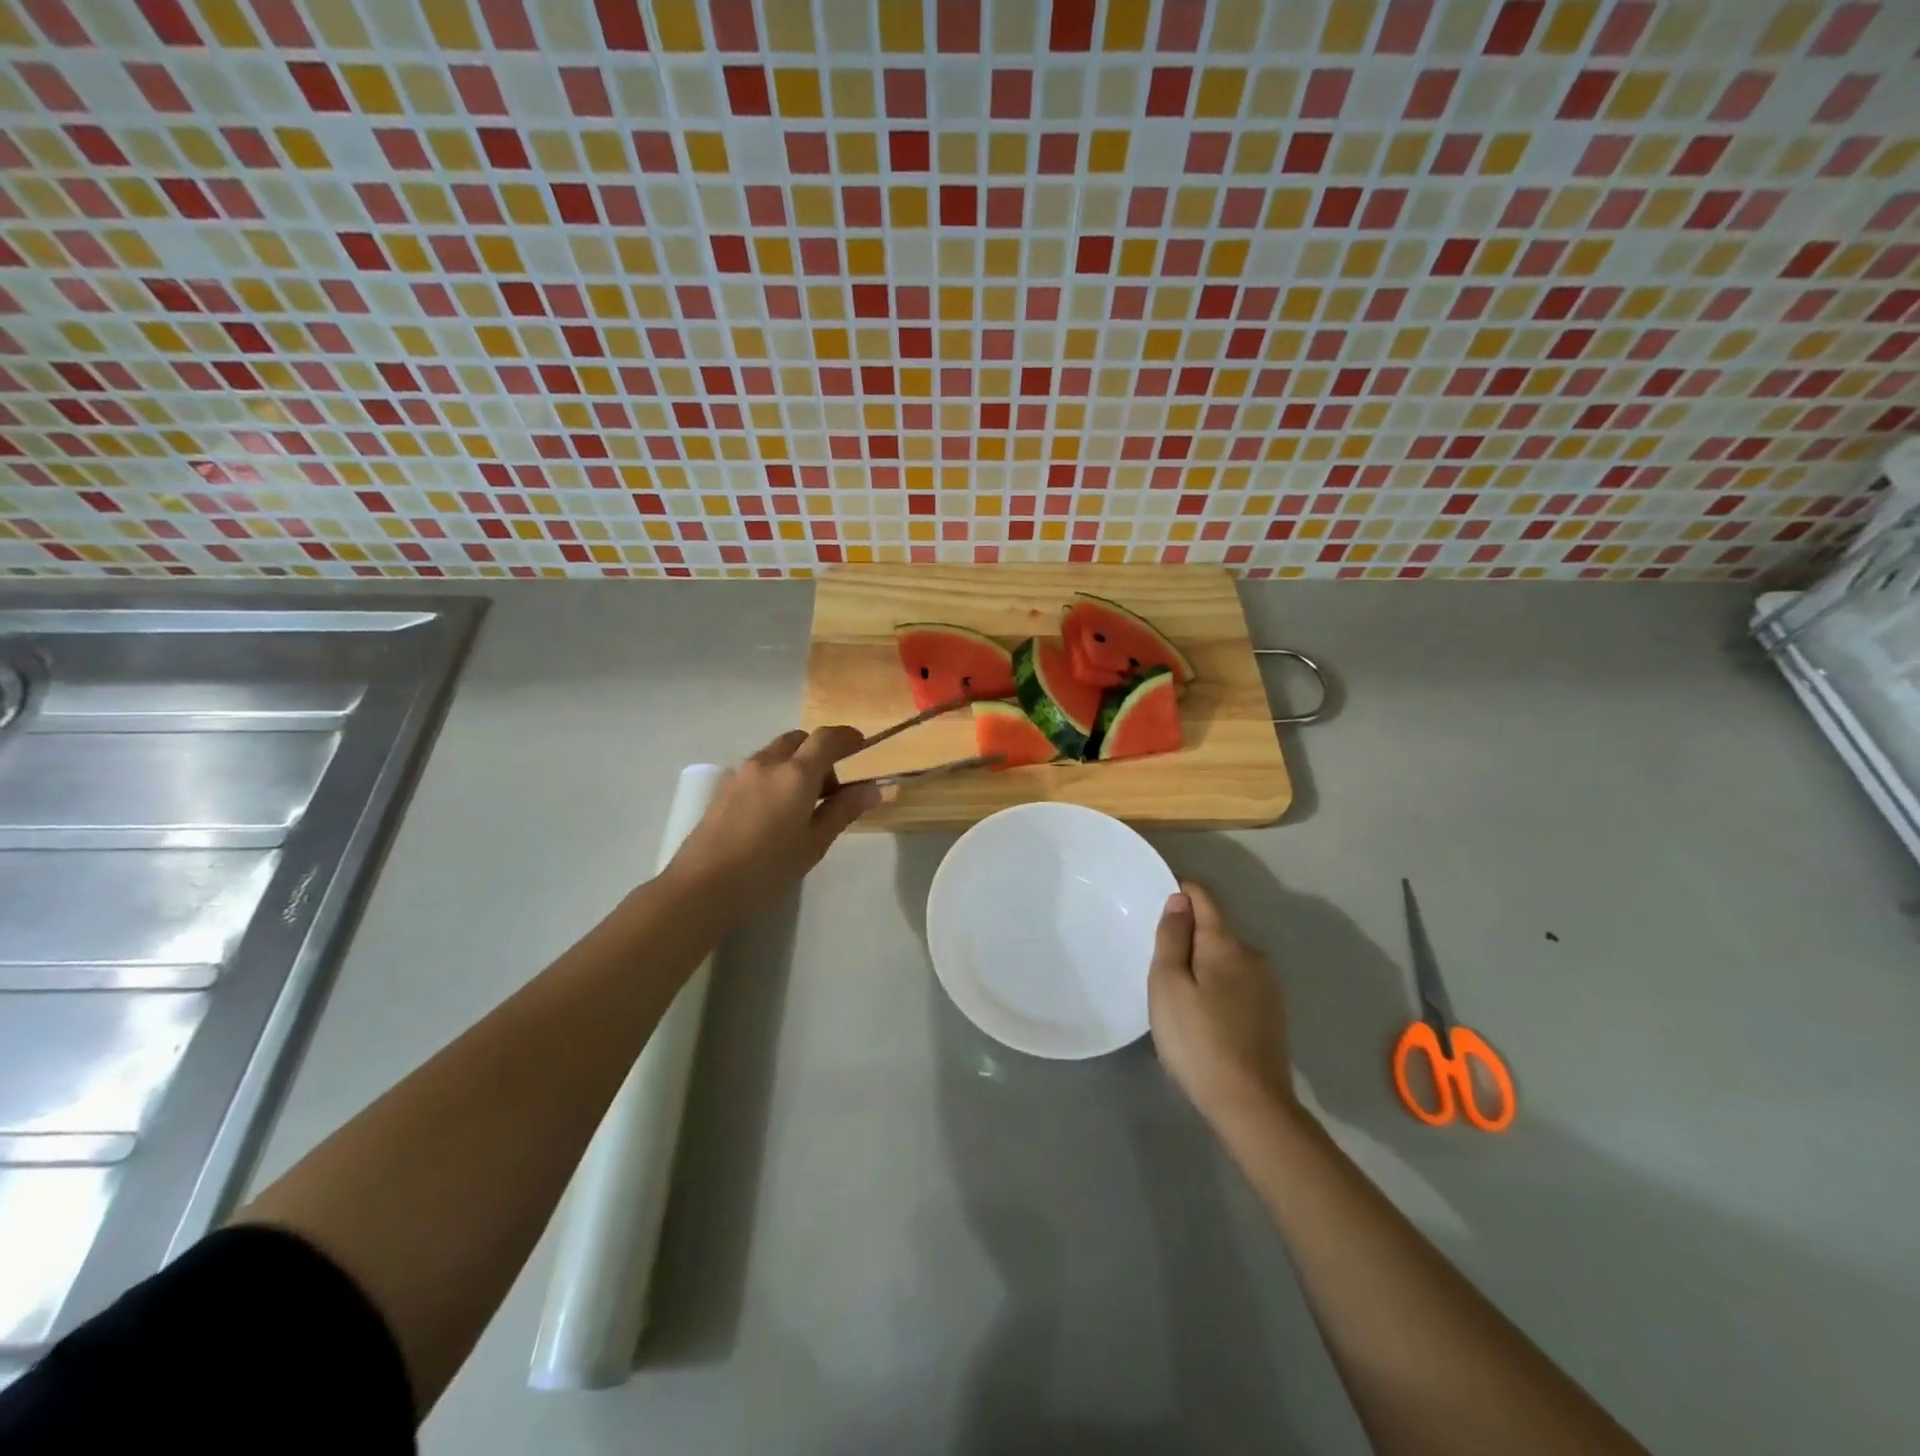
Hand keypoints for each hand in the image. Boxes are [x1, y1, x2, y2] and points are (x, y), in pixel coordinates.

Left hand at [665, 727, 878, 910]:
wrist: (702, 886)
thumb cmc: (767, 868)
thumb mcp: (814, 843)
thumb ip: (843, 810)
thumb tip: (871, 788)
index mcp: (796, 774)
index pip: (826, 739)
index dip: (847, 737)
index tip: (861, 746)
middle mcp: (768, 763)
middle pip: (800, 739)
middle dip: (820, 751)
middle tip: (832, 786)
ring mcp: (741, 773)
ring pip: (777, 752)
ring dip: (796, 762)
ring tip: (803, 801)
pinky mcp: (724, 787)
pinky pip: (759, 767)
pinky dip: (776, 773)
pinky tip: (775, 809)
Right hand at [1148, 881, 1297, 1125]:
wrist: (1251, 1105)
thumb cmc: (1198, 1040)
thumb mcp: (1168, 985)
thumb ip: (1173, 937)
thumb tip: (1180, 899)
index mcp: (1226, 944)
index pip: (1204, 899)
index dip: (1181, 891)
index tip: (1157, 899)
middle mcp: (1253, 956)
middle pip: (1216, 931)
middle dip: (1189, 936)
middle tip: (1159, 964)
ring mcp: (1268, 987)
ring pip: (1227, 959)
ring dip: (1204, 964)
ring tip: (1179, 994)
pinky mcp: (1272, 1015)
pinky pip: (1238, 983)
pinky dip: (1218, 987)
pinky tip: (1205, 1016)